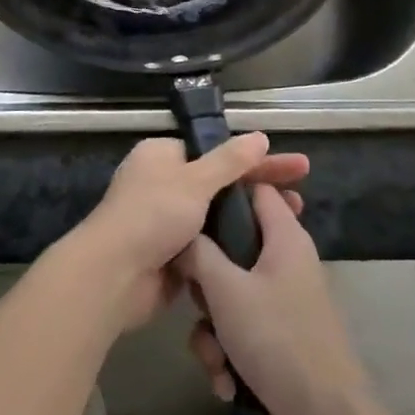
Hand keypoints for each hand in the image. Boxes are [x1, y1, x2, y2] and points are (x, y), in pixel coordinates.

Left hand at [73, 133, 307, 332]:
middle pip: (221, 183)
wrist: (113, 277)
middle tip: (301, 197)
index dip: (256, 159)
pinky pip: (211, 245)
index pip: (216, 152)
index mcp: (162, 156)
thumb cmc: (152, 215)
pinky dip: (234, 246)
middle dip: (260, 189)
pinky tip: (266, 251)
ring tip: (293, 224)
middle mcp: (164, 184)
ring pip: (218, 216)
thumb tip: (260, 136)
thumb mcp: (194, 181)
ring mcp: (168, 221)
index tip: (294, 166)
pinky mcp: (173, 255)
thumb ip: (229, 160)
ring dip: (251, 219)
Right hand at [179, 184, 374, 414]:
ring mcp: (285, 304)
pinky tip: (227, 383)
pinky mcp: (280, 341)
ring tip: (216, 359)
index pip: (256, 189)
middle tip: (199, 300)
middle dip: (206, 284)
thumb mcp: (226, 290)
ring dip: (213, 332)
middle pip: (233, 249)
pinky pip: (241, 333)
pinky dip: (229, 356)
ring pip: (231, 298)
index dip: (224, 192)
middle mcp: (287, 263)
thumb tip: (182, 233)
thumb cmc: (277, 339)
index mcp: (285, 237)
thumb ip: (198, 254)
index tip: (190, 206)